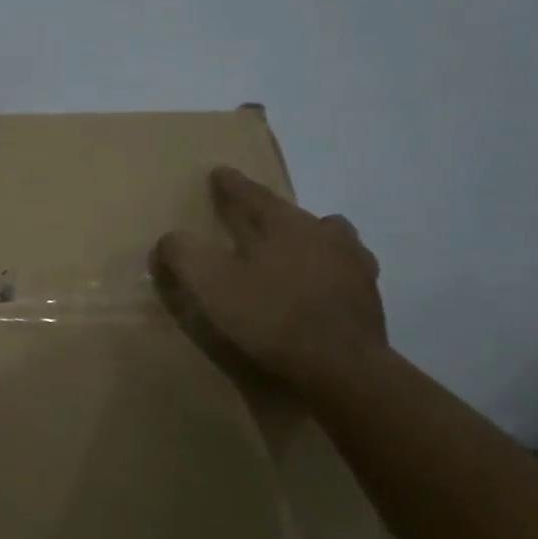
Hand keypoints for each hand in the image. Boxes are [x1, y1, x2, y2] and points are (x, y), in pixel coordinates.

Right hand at [152, 166, 385, 393]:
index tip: (218, 172)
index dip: (232, 185)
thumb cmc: (271, 317)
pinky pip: (344, 273)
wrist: (341, 366)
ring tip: (294, 255)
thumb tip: (169, 239)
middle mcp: (324, 234)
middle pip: (294, 215)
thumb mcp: (211, 285)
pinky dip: (329, 274)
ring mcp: (354, 265)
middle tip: (255, 222)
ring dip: (309, 241)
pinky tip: (320, 290)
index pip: (253, 195)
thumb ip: (184, 254)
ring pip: (330, 239)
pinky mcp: (368, 298)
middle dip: (273, 215)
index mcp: (285, 225)